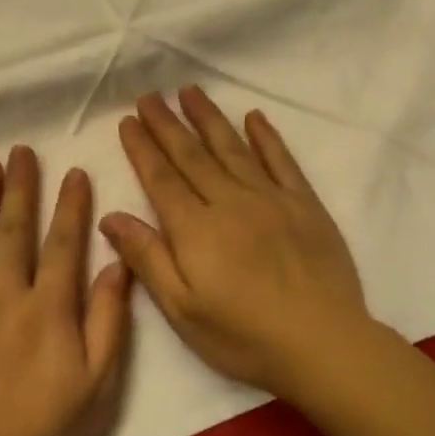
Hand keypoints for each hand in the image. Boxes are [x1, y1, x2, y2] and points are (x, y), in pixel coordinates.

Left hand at [0, 146, 132, 435]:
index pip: (63, 243)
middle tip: (20, 150)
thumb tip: (116, 265)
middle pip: (14, 230)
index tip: (73, 171)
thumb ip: (108, 321)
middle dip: (20, 187)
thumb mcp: (97, 385)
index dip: (70, 205)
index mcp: (48, 308)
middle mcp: (4, 295)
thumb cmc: (44, 433)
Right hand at [100, 87, 372, 397]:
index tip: (127, 120)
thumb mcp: (182, 310)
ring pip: (232, 148)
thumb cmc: (244, 336)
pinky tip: (254, 117)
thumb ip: (147, 258)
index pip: (161, 178)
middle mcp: (229, 201)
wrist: (323, 344)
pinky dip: (266, 137)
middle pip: (191, 155)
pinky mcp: (304, 204)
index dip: (142, 147)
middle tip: (150, 96)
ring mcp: (270, 198)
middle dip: (167, 124)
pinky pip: (281, 161)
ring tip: (190, 91)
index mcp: (195, 228)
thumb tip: (110, 216)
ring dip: (208, 118)